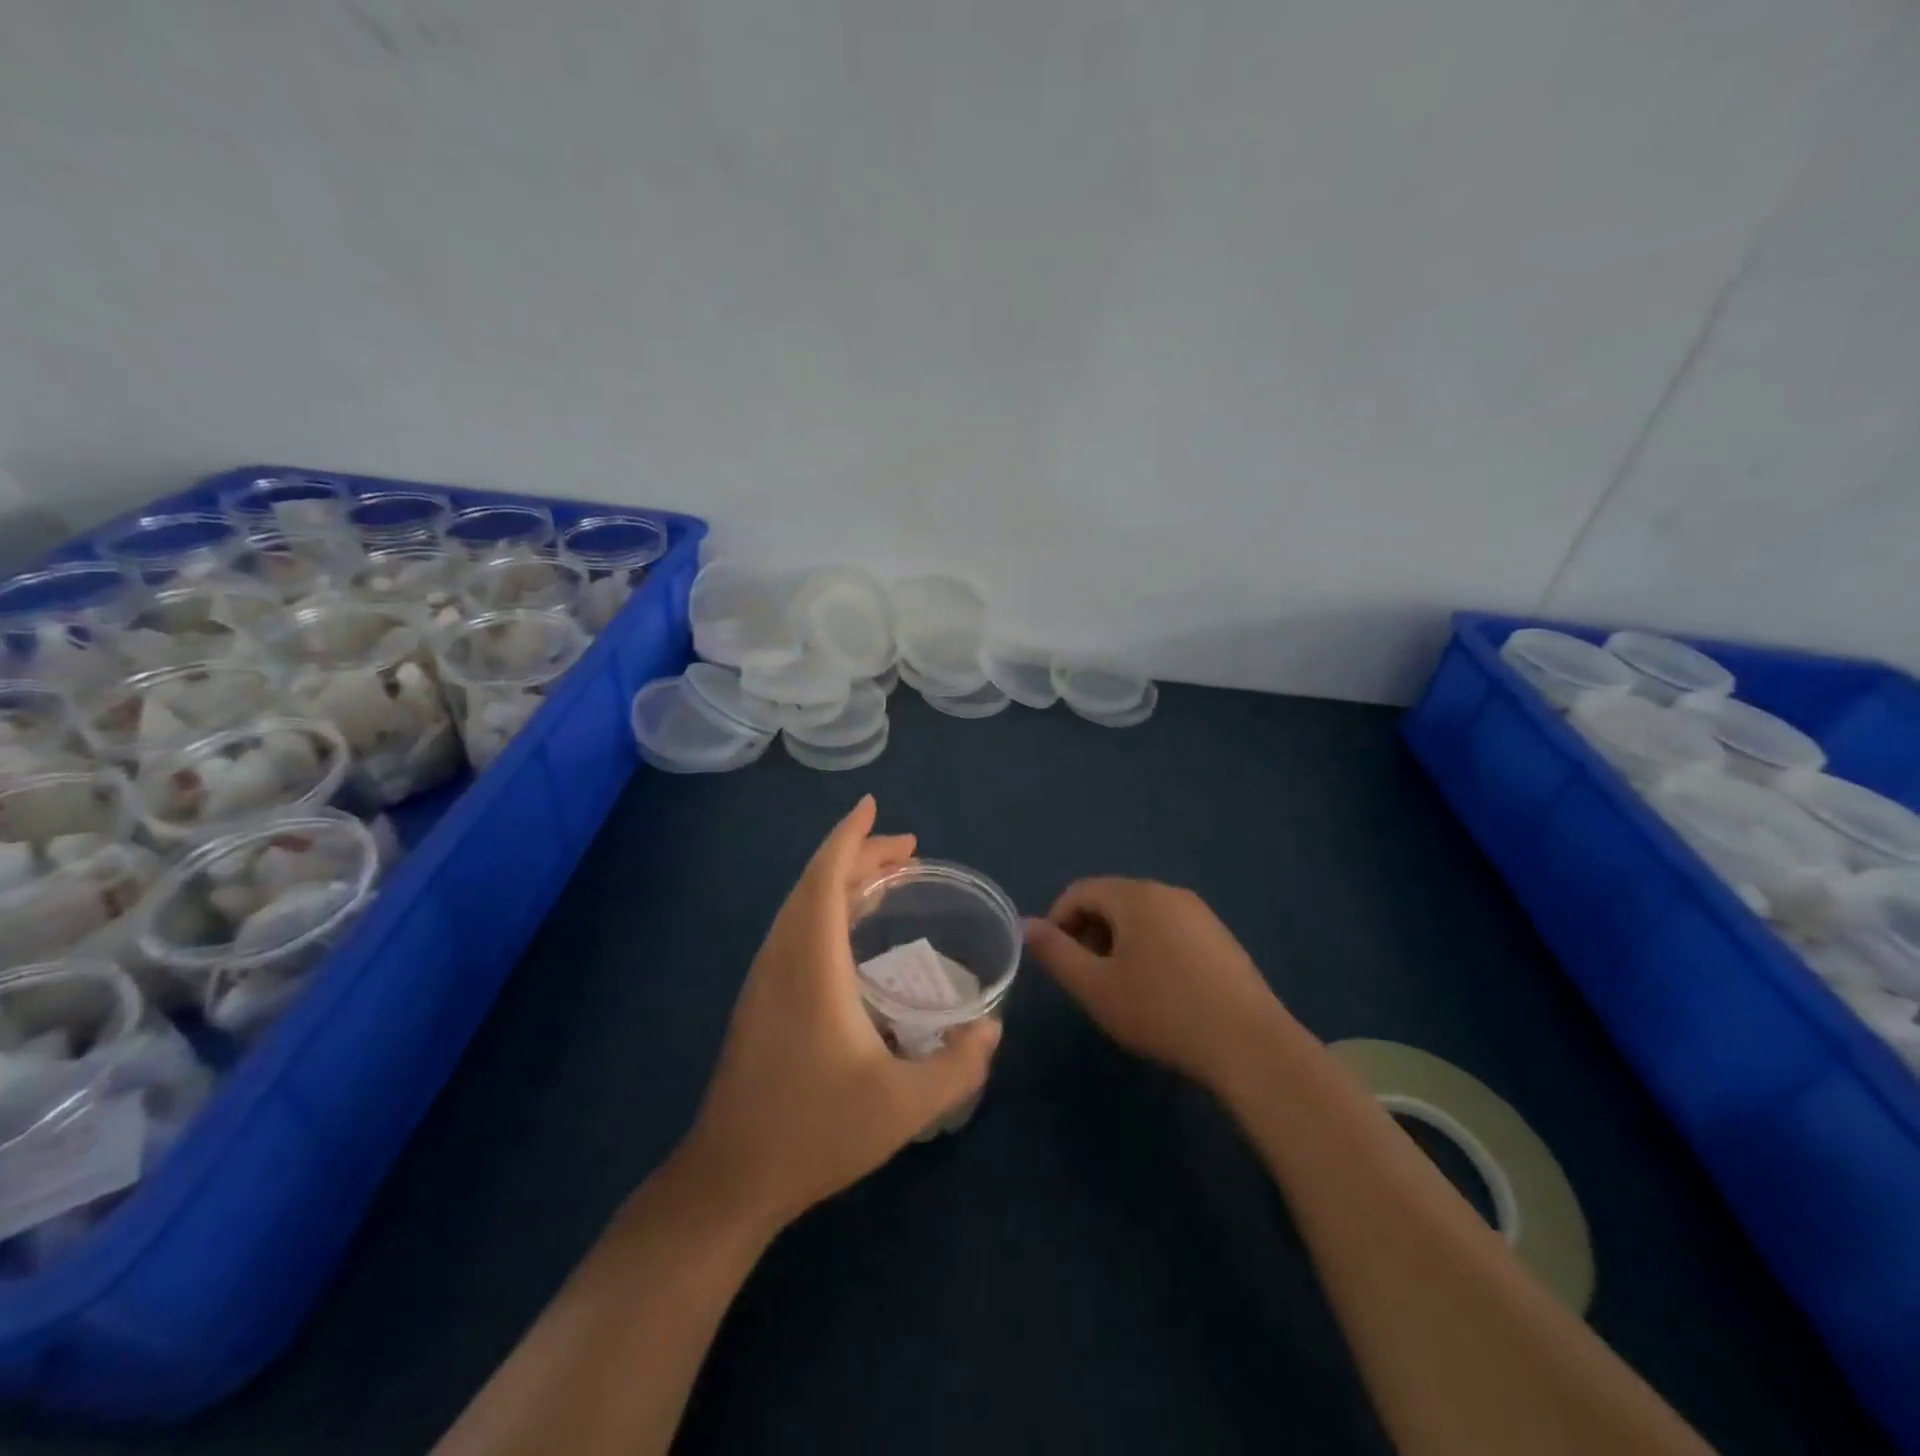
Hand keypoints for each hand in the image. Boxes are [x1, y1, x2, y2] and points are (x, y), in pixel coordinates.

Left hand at [675, 795, 1000, 1233]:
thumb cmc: (815, 1132)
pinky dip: (825, 907)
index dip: (850, 838)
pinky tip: (850, 931)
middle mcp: (782, 958)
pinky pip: (794, 928)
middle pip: (815, 884)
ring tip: (886, 879)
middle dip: (859, 855)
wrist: (730, 1178)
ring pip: (800, 906)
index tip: (873, 805)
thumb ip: (959, 1065)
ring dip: (840, 880)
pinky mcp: (759, 999)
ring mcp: (764, 978)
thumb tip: (993, 1029)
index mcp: (811, 965)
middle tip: (908, 850)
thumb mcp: (904, 1106)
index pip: (826, 879)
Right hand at [1024, 878, 1283, 1089]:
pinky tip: (1160, 991)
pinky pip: (1169, 929)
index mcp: (1135, 896)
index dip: (1058, 922)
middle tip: (1088, 979)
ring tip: (1122, 988)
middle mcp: (1167, 892)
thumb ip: (1055, 953)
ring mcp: (1199, 913)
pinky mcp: (1219, 937)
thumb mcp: (1095, 987)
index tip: (1058, 963)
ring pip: (1141, 916)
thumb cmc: (1161, 1011)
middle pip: (1111, 900)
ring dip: (1119, 943)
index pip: (1079, 892)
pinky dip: (1150, 949)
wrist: (1248, 1044)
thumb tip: (1027, 925)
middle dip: (1089, 933)